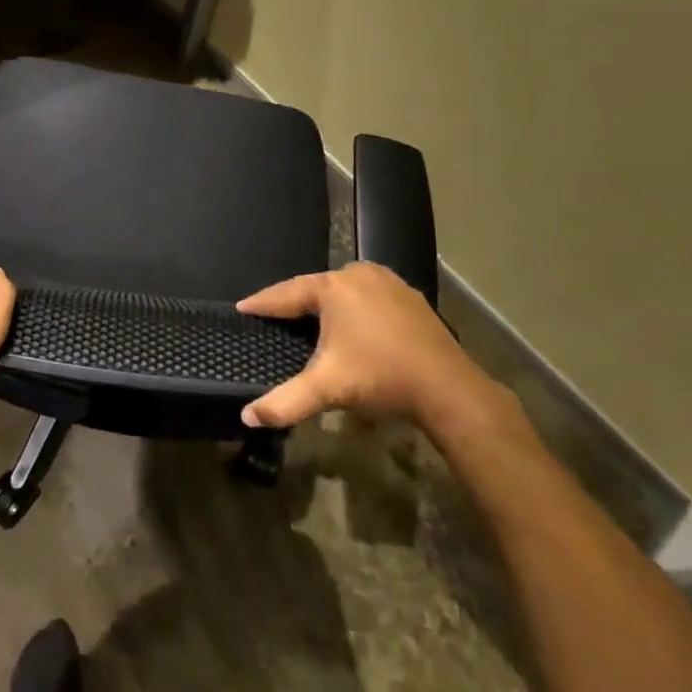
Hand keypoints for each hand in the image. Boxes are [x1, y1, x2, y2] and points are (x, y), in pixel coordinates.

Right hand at [236, 262, 500, 431]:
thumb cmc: (380, 378)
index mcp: (332, 288)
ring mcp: (387, 281)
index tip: (243, 307)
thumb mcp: (328, 389)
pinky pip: (369, 294)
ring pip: (345, 288)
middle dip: (296, 302)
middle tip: (276, 315)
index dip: (263, 303)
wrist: (448, 388)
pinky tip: (354, 323)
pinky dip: (356, 306)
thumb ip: (285, 402)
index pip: (286, 293)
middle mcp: (357, 274)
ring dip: (328, 303)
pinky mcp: (409, 295)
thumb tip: (247, 417)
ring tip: (311, 318)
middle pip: (316, 287)